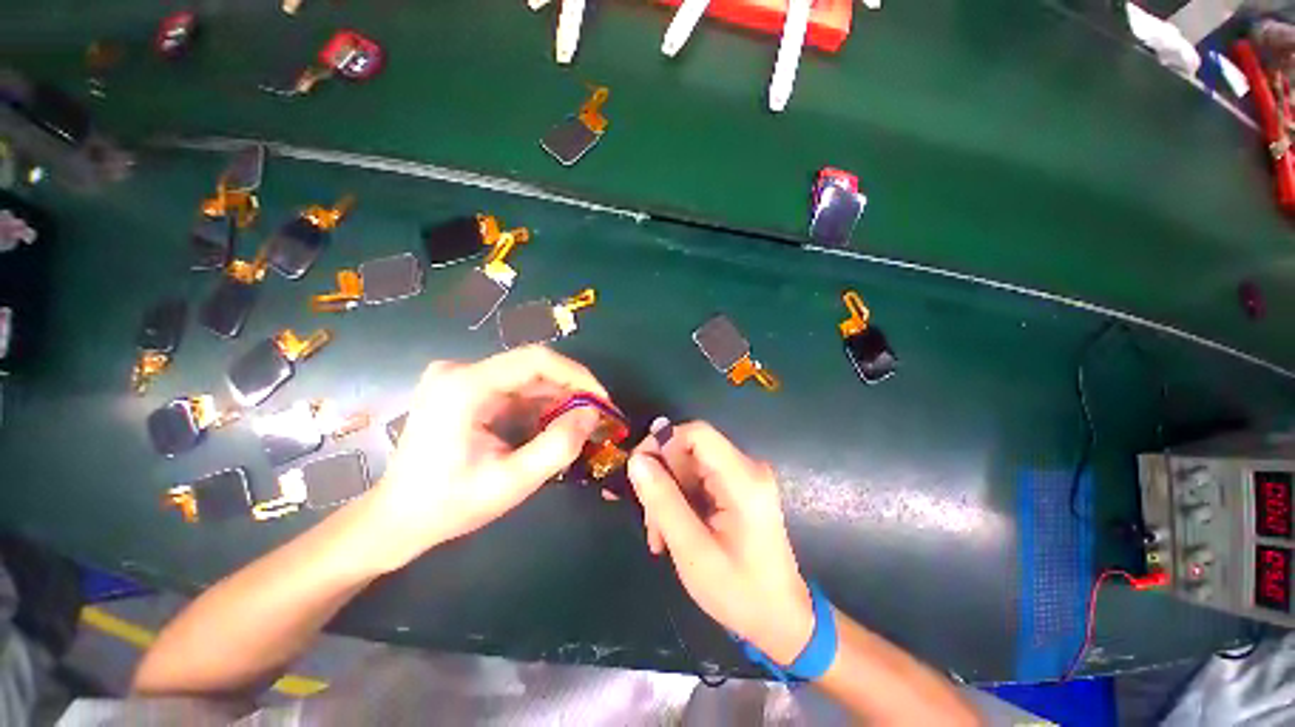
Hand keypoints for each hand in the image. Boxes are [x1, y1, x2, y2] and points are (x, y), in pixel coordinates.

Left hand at [369, 346, 606, 569]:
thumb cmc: (450, 504)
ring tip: (577, 426)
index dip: (578, 376)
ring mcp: (460, 377)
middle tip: (596, 417)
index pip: (536, 360)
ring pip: (527, 378)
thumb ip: (559, 446)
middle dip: (571, 391)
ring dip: (557, 400)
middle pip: (533, 367)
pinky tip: (549, 427)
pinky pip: (514, 388)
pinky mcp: (464, 388)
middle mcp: (461, 370)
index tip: (602, 400)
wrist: (396, 518)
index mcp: (465, 386)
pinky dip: (538, 406)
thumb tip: (593, 414)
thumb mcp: (513, 481)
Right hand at [627, 421, 813, 664]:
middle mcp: (747, 468)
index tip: (638, 471)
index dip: (663, 443)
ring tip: (657, 533)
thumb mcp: (693, 551)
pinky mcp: (739, 488)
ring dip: (668, 493)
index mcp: (743, 479)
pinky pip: (699, 479)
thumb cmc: (739, 592)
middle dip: (662, 478)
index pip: (697, 433)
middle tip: (647, 518)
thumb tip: (637, 460)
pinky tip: (670, 530)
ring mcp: (744, 477)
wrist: (780, 619)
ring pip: (690, 465)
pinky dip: (680, 499)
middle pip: (690, 449)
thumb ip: (663, 501)